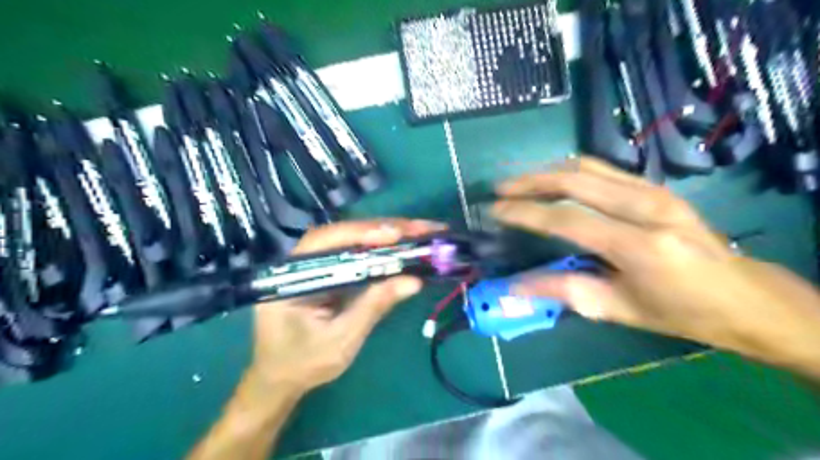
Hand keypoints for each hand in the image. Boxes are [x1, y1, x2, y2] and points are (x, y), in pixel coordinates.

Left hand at [248, 219, 445, 390]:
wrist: (280, 378)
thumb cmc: (303, 363)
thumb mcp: (341, 340)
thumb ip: (373, 307)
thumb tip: (414, 282)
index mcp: (292, 276)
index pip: (327, 242)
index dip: (363, 234)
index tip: (397, 233)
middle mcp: (301, 261)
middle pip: (345, 234)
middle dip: (385, 229)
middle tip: (423, 228)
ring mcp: (316, 264)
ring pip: (353, 240)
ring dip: (388, 235)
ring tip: (421, 232)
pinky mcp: (329, 271)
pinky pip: (357, 253)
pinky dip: (382, 249)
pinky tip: (404, 246)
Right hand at [489, 155, 819, 374]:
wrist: (745, 296)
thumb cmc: (680, 312)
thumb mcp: (618, 309)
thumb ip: (564, 291)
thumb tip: (515, 286)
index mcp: (638, 245)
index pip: (567, 218)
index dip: (526, 212)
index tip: (495, 210)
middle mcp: (646, 207)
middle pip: (575, 180)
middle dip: (530, 181)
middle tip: (500, 189)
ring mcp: (655, 191)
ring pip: (589, 167)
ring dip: (548, 171)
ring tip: (520, 181)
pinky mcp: (657, 187)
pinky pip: (605, 169)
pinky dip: (571, 170)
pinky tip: (554, 178)